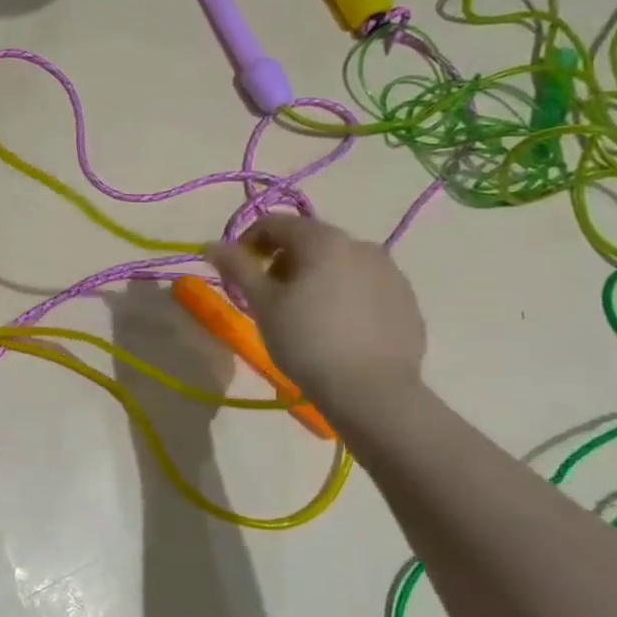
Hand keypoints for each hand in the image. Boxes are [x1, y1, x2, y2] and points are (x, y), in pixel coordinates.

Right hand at [205, 213, 424, 411]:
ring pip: (338, 263)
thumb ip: (237, 267)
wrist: (373, 392)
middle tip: (268, 296)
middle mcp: (361, 245)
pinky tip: (336, 327)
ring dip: (314, 276)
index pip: (274, 223)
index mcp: (323, 240)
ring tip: (303, 314)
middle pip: (309, 240)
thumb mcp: (263, 303)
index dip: (247, 243)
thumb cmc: (307, 342)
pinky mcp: (406, 300)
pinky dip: (343, 294)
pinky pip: (364, 285)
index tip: (238, 273)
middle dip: (281, 261)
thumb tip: (210, 244)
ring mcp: (390, 272)